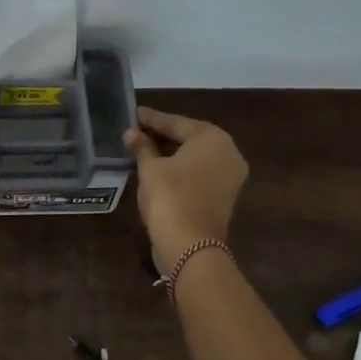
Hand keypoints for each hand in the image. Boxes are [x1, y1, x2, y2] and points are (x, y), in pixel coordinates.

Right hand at [125, 107, 247, 273]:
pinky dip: (180, 169)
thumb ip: (142, 147)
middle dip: (162, 135)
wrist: (190, 246)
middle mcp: (228, 152)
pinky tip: (158, 168)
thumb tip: (131, 133)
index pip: (176, 122)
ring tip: (142, 148)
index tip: (133, 113)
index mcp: (212, 138)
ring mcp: (229, 176)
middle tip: (136, 130)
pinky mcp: (223, 196)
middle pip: (189, 138)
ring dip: (170, 153)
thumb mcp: (150, 169)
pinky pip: (198, 173)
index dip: (151, 119)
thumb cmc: (169, 197)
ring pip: (194, 157)